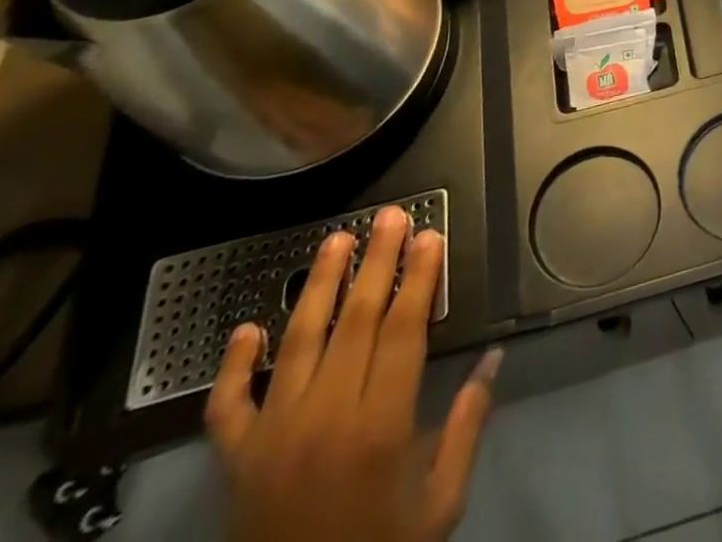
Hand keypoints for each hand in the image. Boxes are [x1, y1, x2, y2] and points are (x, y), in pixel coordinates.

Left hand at [206, 206, 500, 541]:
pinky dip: (232, 367)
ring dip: (318, 287)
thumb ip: (467, 426)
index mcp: (380, 426)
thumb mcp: (441, 504)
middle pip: (354, 321)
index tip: (430, 236)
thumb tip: (494, 359)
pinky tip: (246, 329)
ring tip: (335, 241)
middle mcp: (325, 419)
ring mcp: (273, 438)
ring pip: (297, 344)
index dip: (419, 278)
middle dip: (376, 263)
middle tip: (390, 217)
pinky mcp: (236, 462)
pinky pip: (227, 406)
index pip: (403, 330)